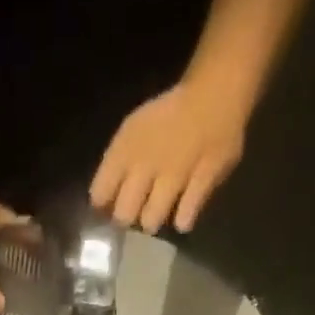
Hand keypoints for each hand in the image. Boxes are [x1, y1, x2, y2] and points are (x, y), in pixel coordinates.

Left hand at [90, 83, 245, 233]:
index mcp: (125, 148)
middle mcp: (145, 164)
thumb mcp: (134, 132)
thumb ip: (116, 167)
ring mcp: (174, 175)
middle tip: (138, 211)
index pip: (100, 194)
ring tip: (161, 209)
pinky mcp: (201, 183)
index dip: (103, 206)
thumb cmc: (169, 117)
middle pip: (124, 215)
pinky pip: (184, 216)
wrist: (214, 93)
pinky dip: (183, 218)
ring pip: (150, 221)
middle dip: (128, 219)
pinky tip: (184, 213)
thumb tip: (103, 205)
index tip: (110, 208)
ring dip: (153, 220)